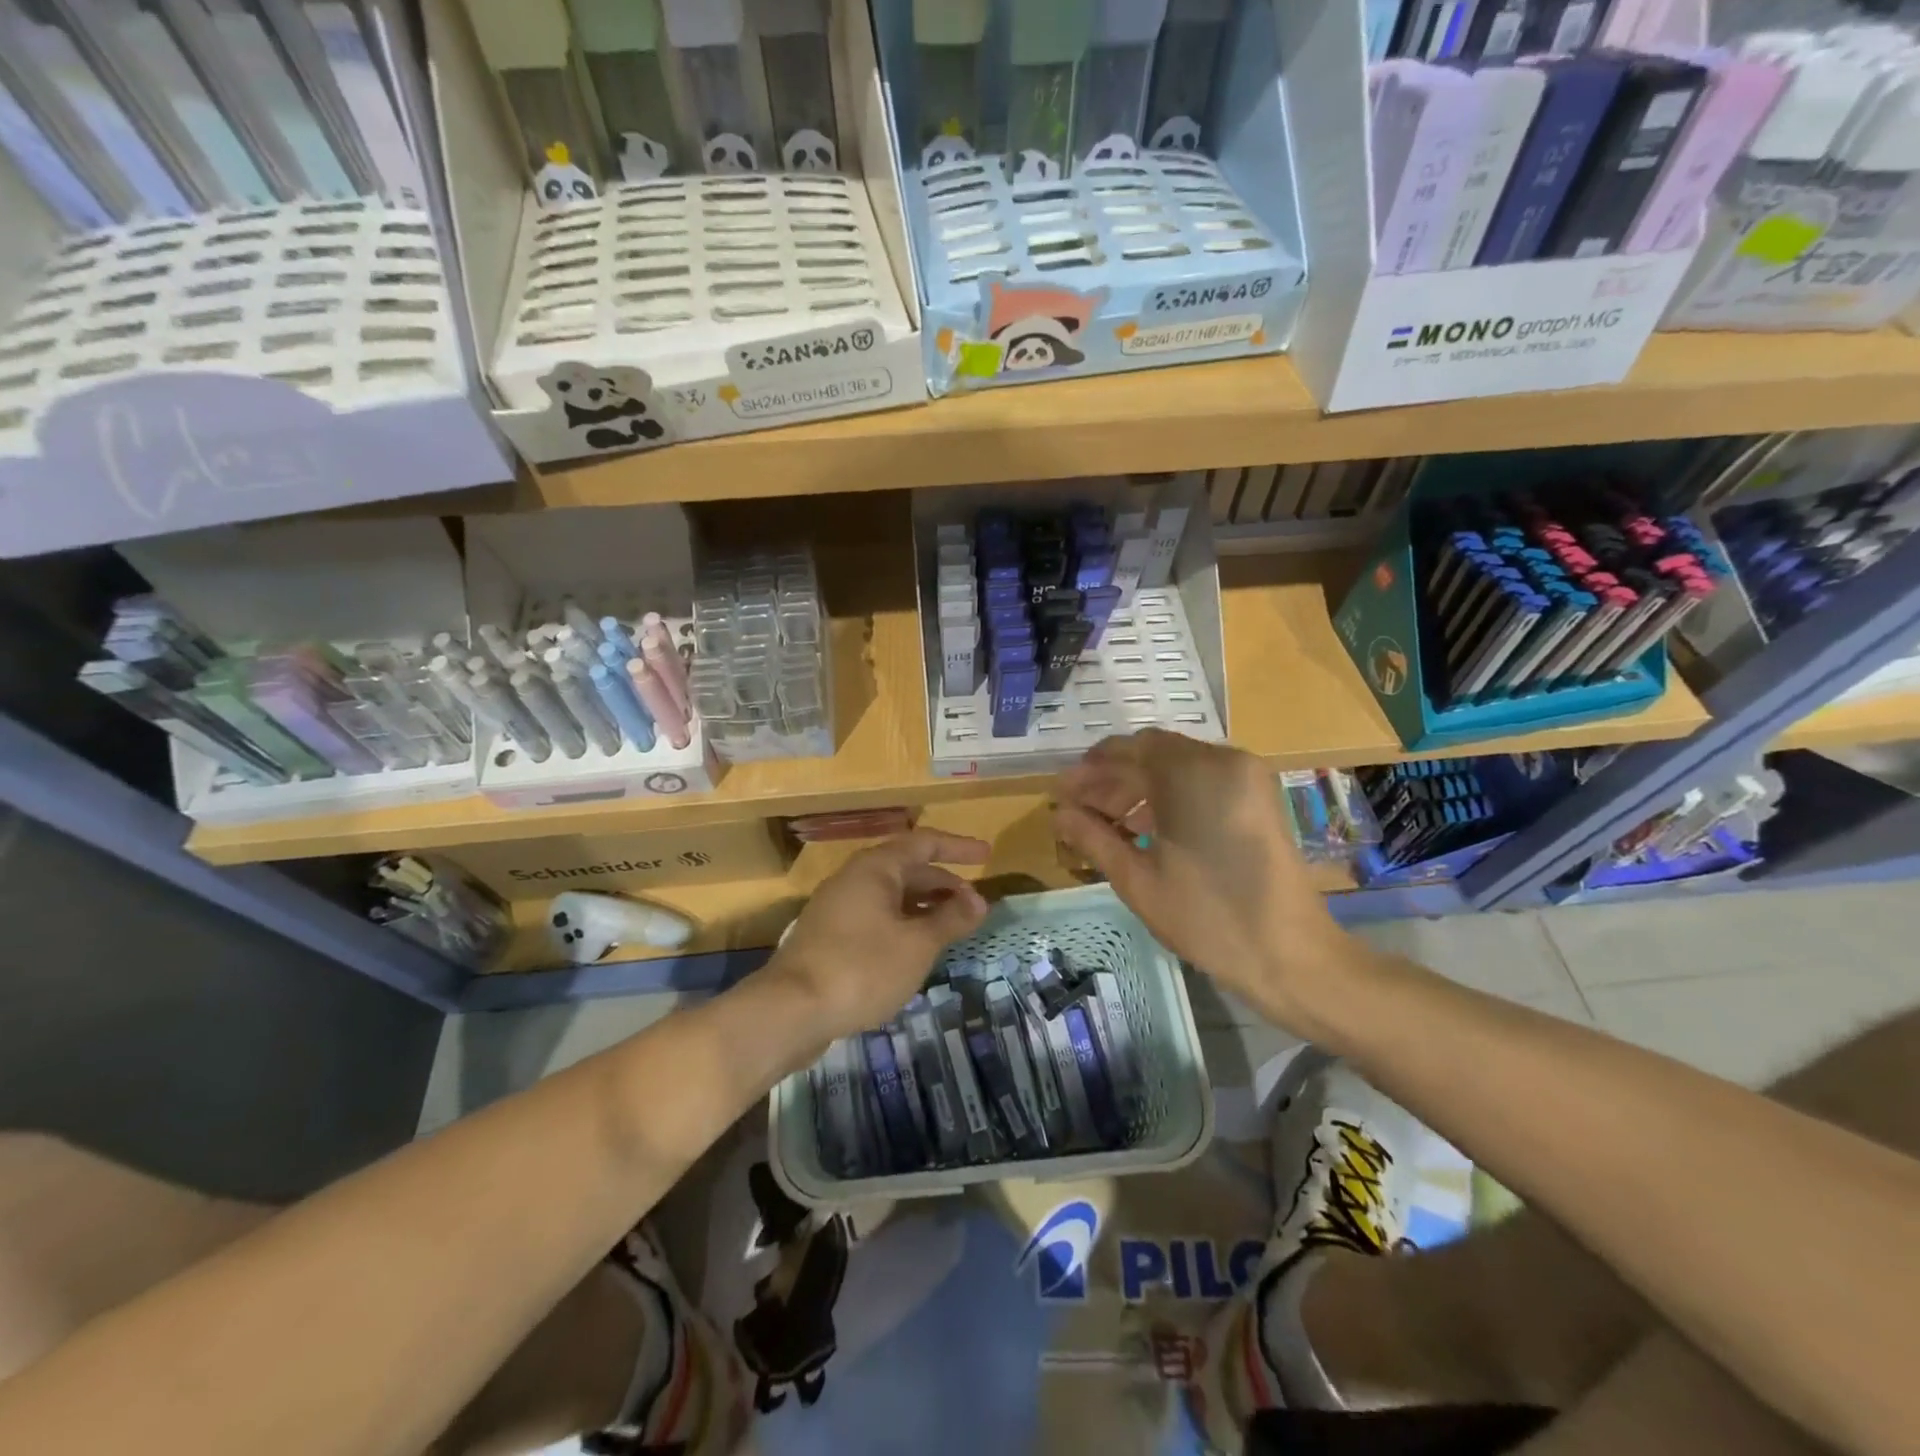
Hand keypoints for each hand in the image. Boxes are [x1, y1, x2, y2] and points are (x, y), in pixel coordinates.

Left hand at [763, 829, 990, 1042]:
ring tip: (951, 927)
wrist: (790, 1010)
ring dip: (924, 906)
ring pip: (890, 896)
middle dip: (943, 883)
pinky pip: (876, 917)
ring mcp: (837, 907)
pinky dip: (903, 924)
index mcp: (875, 868)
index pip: (924, 843)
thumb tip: (979, 900)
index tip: (986, 856)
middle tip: (974, 904)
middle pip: (907, 869)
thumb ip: (950, 919)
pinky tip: (915, 950)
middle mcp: (854, 878)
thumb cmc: (862, 967)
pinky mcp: (829, 937)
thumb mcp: (917, 944)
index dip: (958, 847)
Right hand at [1052, 730, 1348, 1027]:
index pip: (1129, 748)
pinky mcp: (1257, 799)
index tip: (1061, 792)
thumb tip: (1058, 813)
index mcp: (1193, 772)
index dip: (1090, 769)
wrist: (1292, 956)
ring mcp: (1246, 778)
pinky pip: (1201, 783)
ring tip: (1103, 822)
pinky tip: (1142, 828)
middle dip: (1111, 779)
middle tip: (1076, 808)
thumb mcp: (1137, 878)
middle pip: (1153, 754)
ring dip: (1138, 789)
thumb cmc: (1208, 917)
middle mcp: (1223, 761)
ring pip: (1177, 768)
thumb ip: (1092, 836)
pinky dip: (1169, 797)